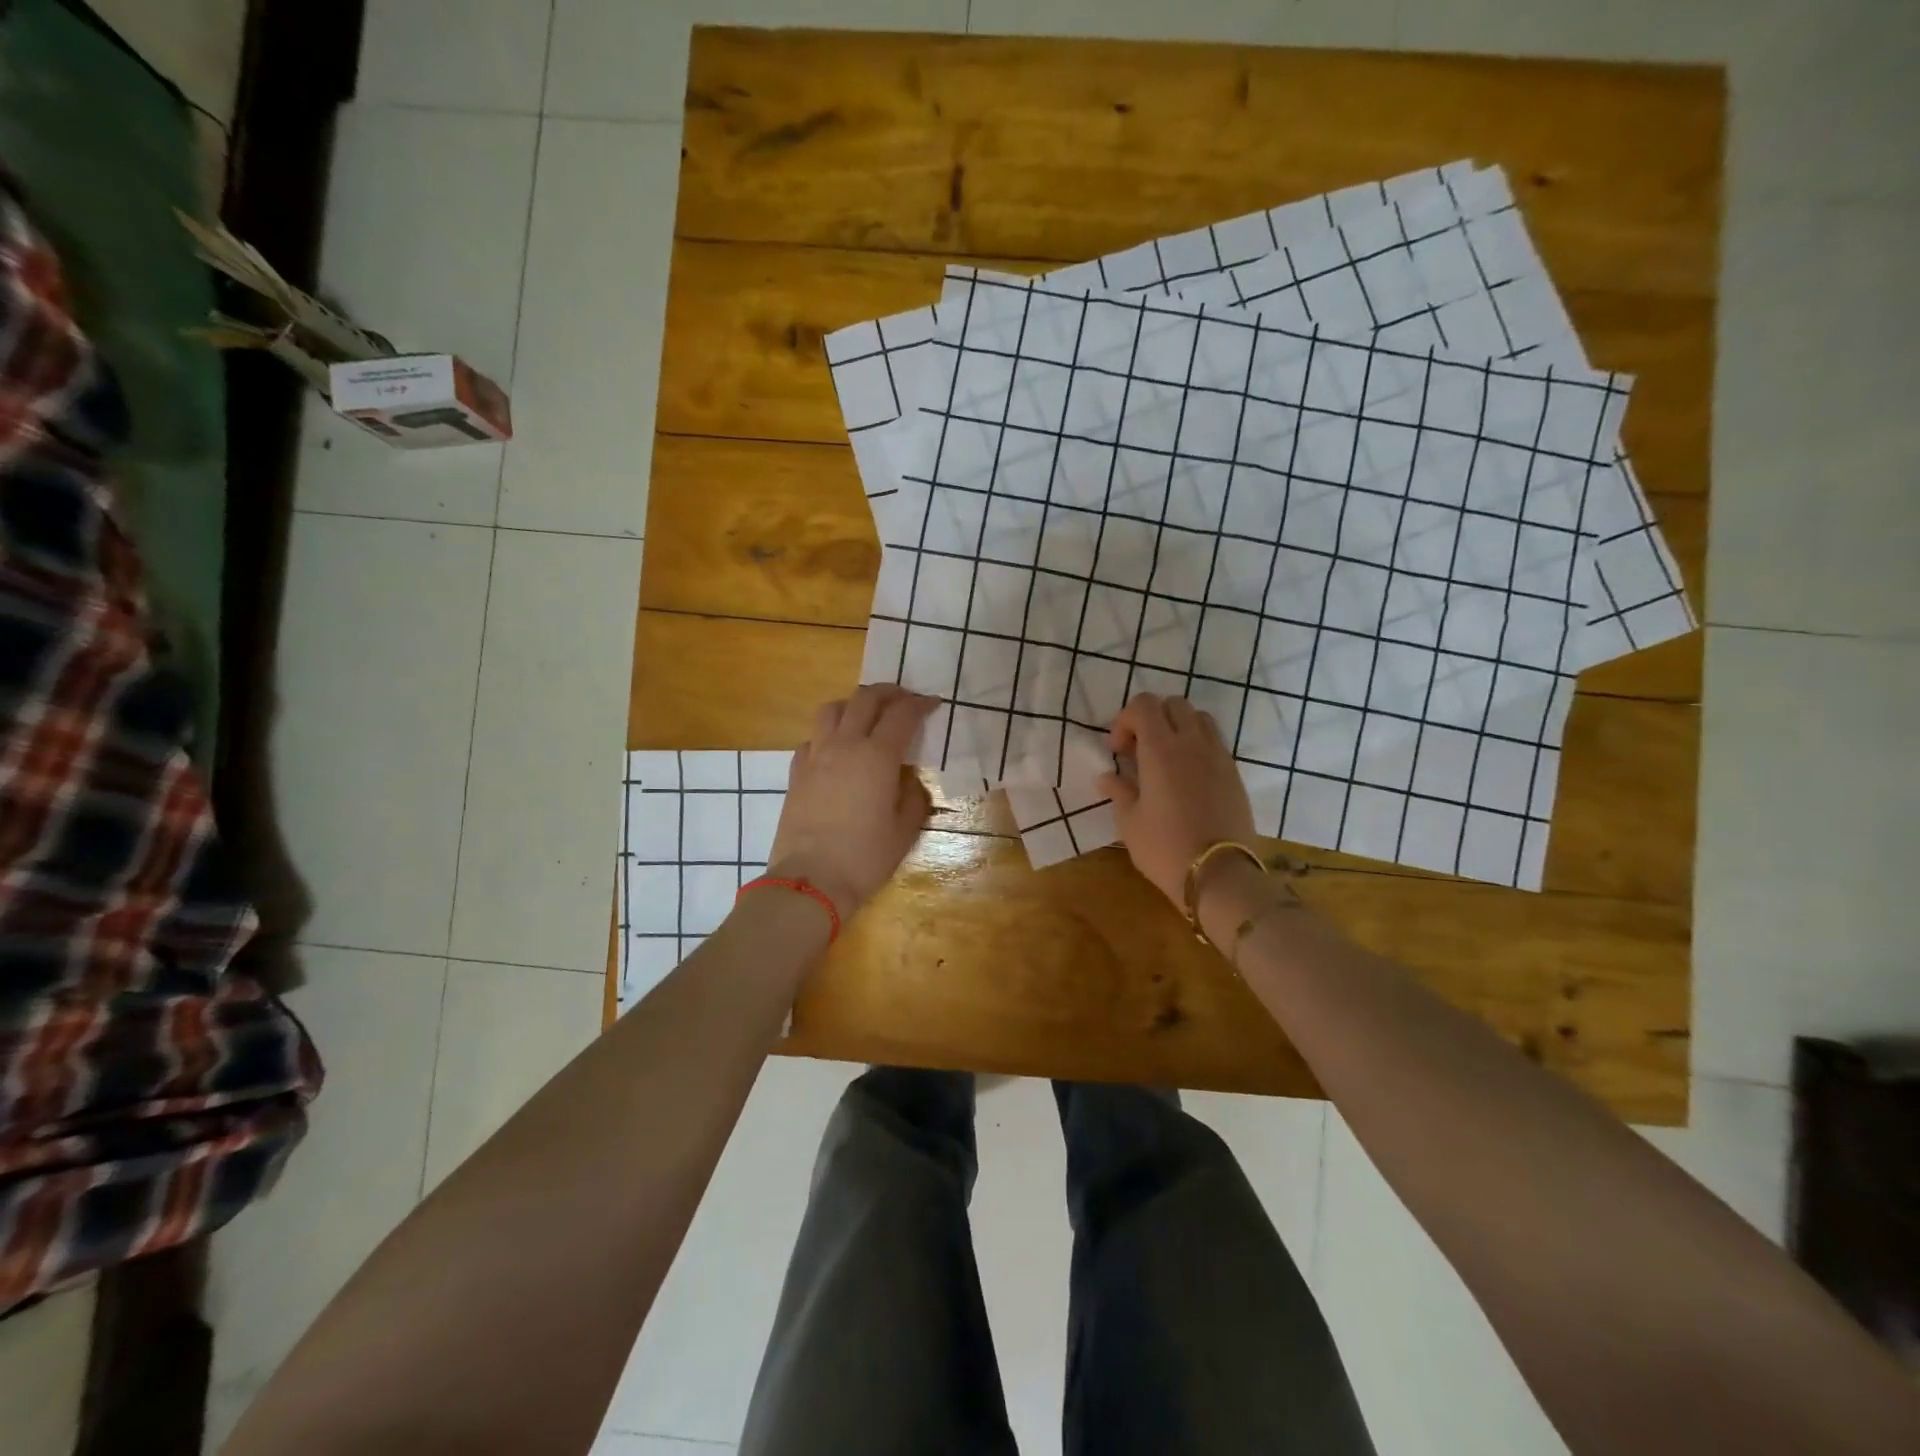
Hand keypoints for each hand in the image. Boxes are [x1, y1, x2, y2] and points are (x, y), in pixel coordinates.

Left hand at [767, 684, 936, 921]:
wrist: (811, 879)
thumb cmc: (865, 857)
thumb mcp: (904, 830)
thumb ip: (912, 797)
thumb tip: (908, 780)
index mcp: (877, 756)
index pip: (902, 714)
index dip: (920, 704)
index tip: (932, 704)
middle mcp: (845, 745)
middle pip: (865, 698)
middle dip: (888, 693)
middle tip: (903, 700)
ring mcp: (816, 755)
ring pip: (832, 709)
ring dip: (853, 705)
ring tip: (866, 717)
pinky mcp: (796, 772)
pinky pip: (812, 738)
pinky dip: (828, 734)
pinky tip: (836, 750)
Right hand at [1098, 693, 1257, 908]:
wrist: (1219, 875)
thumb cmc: (1165, 847)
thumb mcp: (1129, 822)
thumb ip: (1118, 791)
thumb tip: (1107, 777)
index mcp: (1161, 749)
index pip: (1144, 705)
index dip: (1125, 720)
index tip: (1118, 751)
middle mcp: (1192, 743)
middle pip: (1174, 704)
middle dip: (1152, 719)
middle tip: (1139, 751)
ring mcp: (1218, 756)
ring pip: (1199, 718)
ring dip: (1178, 728)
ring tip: (1166, 760)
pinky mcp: (1234, 773)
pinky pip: (1214, 742)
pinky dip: (1197, 746)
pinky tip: (1187, 778)